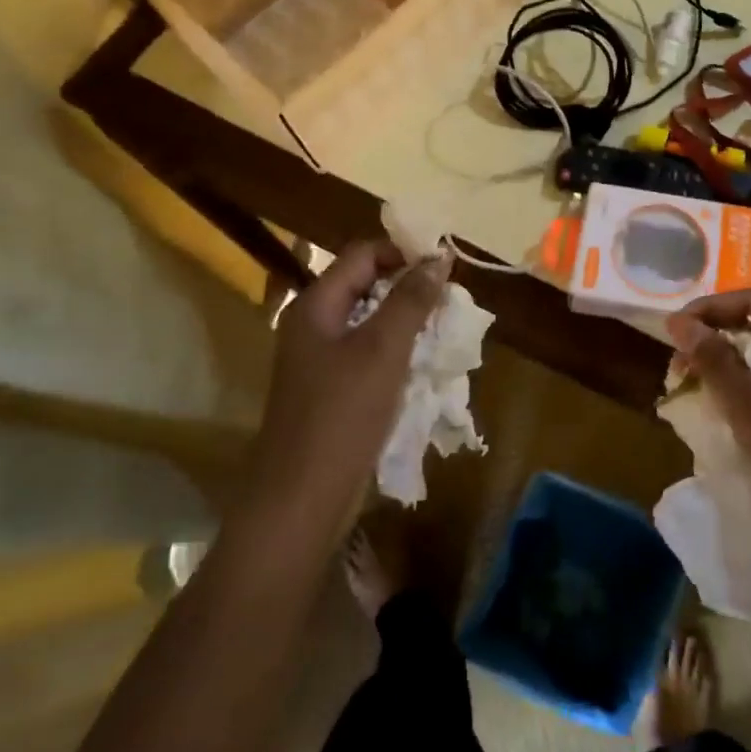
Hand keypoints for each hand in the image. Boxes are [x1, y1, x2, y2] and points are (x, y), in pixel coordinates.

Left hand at [244, 240, 450, 522]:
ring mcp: (319, 359)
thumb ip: (412, 299)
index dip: (403, 252)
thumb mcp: (384, 349)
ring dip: (406, 319)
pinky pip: (367, 352)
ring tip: (443, 328)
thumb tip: (438, 257)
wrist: (301, 499)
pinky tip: (422, 362)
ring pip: (369, 320)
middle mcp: (313, 324)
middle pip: (365, 284)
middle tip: (449, 298)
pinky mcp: (330, 389)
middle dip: (408, 286)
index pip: (362, 254)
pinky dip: (395, 349)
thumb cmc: (342, 414)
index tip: (445, 266)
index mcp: (316, 305)